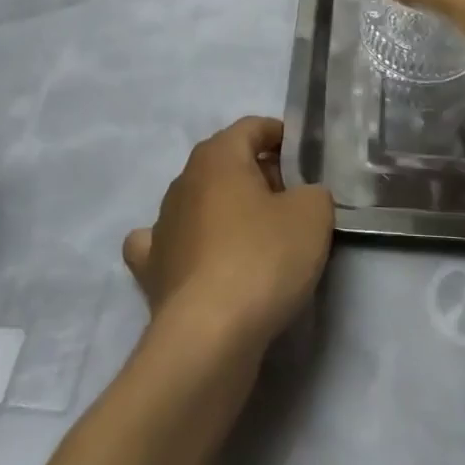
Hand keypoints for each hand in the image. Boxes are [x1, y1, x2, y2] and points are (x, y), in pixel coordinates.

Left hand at [123, 117, 333, 356]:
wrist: (209, 337)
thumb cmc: (263, 258)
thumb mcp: (313, 214)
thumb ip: (314, 192)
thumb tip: (302, 198)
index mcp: (218, 156)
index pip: (252, 127)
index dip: (280, 136)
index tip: (303, 157)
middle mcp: (184, 180)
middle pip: (226, 163)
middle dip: (257, 175)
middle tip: (291, 201)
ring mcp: (162, 225)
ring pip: (198, 201)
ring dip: (224, 210)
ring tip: (256, 237)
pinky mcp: (151, 269)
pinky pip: (166, 244)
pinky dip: (183, 245)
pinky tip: (198, 259)